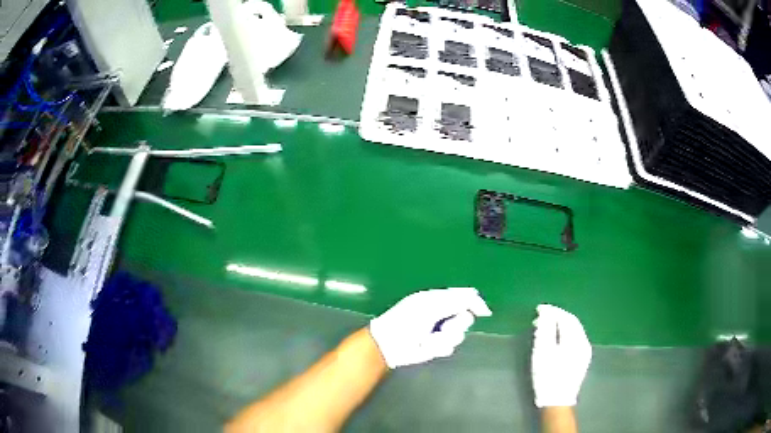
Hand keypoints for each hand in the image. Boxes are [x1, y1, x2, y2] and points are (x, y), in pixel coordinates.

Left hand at [369, 287, 491, 368]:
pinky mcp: (437, 347)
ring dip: (445, 337)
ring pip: (459, 334)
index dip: (474, 303)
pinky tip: (426, 346)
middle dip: (457, 324)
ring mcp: (440, 332)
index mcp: (438, 299)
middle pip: (465, 317)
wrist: (390, 344)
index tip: (482, 311)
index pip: (463, 297)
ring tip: (429, 338)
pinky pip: (449, 347)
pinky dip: (438, 347)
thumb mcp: (431, 305)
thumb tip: (476, 294)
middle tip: (444, 326)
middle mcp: (442, 314)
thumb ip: (455, 300)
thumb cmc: (406, 320)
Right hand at [531, 304, 591, 407]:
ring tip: (546, 328)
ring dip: (561, 325)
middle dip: (557, 317)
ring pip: (574, 331)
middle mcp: (584, 342)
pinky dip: (565, 334)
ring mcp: (585, 352)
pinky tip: (556, 340)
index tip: (539, 309)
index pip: (566, 317)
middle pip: (572, 322)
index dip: (553, 311)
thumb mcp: (542, 352)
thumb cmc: (547, 376)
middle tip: (541, 318)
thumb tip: (546, 312)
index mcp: (575, 339)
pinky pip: (575, 339)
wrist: (557, 401)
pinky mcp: (583, 360)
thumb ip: (545, 329)